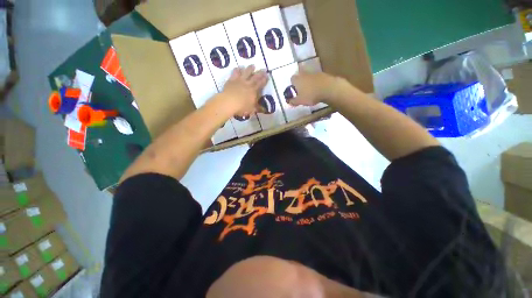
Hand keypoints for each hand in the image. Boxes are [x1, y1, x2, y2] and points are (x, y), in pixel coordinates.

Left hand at [220, 65, 267, 116]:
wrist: (228, 102)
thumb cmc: (241, 107)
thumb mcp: (251, 110)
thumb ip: (257, 108)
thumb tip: (264, 109)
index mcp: (253, 91)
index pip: (260, 84)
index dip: (265, 80)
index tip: (267, 75)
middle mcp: (248, 84)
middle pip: (255, 77)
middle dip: (260, 73)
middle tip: (264, 69)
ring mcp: (239, 81)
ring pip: (246, 72)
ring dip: (250, 68)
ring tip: (253, 65)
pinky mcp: (232, 80)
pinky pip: (235, 73)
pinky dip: (237, 70)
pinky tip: (238, 68)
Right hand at [290, 70, 340, 105]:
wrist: (328, 88)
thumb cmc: (310, 95)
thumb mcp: (300, 101)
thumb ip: (293, 101)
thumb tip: (288, 101)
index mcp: (297, 79)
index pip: (292, 79)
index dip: (292, 85)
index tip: (295, 91)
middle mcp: (304, 74)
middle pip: (300, 76)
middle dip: (300, 82)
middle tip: (302, 91)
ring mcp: (314, 73)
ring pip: (308, 77)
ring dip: (308, 82)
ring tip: (310, 91)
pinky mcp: (322, 74)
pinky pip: (316, 79)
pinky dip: (316, 83)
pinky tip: (318, 89)